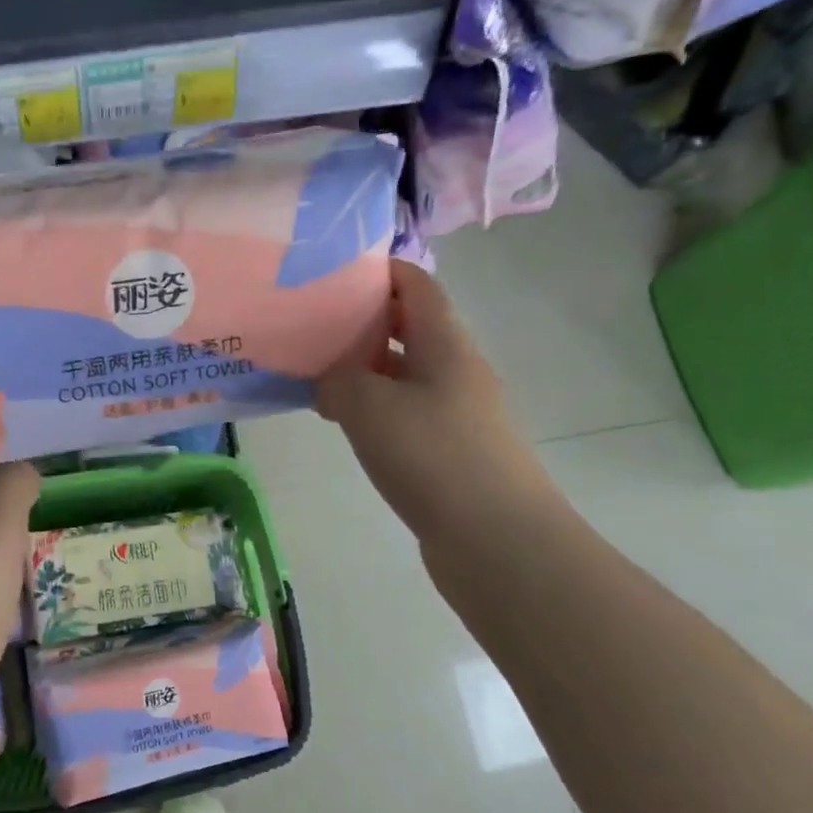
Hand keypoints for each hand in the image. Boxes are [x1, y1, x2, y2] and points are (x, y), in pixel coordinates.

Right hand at [317, 261, 555, 538]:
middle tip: (313, 323)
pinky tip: (342, 422)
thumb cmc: (434, 457)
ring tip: (316, 372)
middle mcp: (456, 371)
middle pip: (410, 328)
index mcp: (445, 346)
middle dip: (364, 321)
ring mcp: (457, 413)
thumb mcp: (369, 406)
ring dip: (365, 369)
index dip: (381, 270)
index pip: (417, 287)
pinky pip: (405, 413)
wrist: (499, 541)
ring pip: (404, 374)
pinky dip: (373, 408)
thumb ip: (338, 380)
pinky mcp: (450, 451)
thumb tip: (329, 382)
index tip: (335, 270)